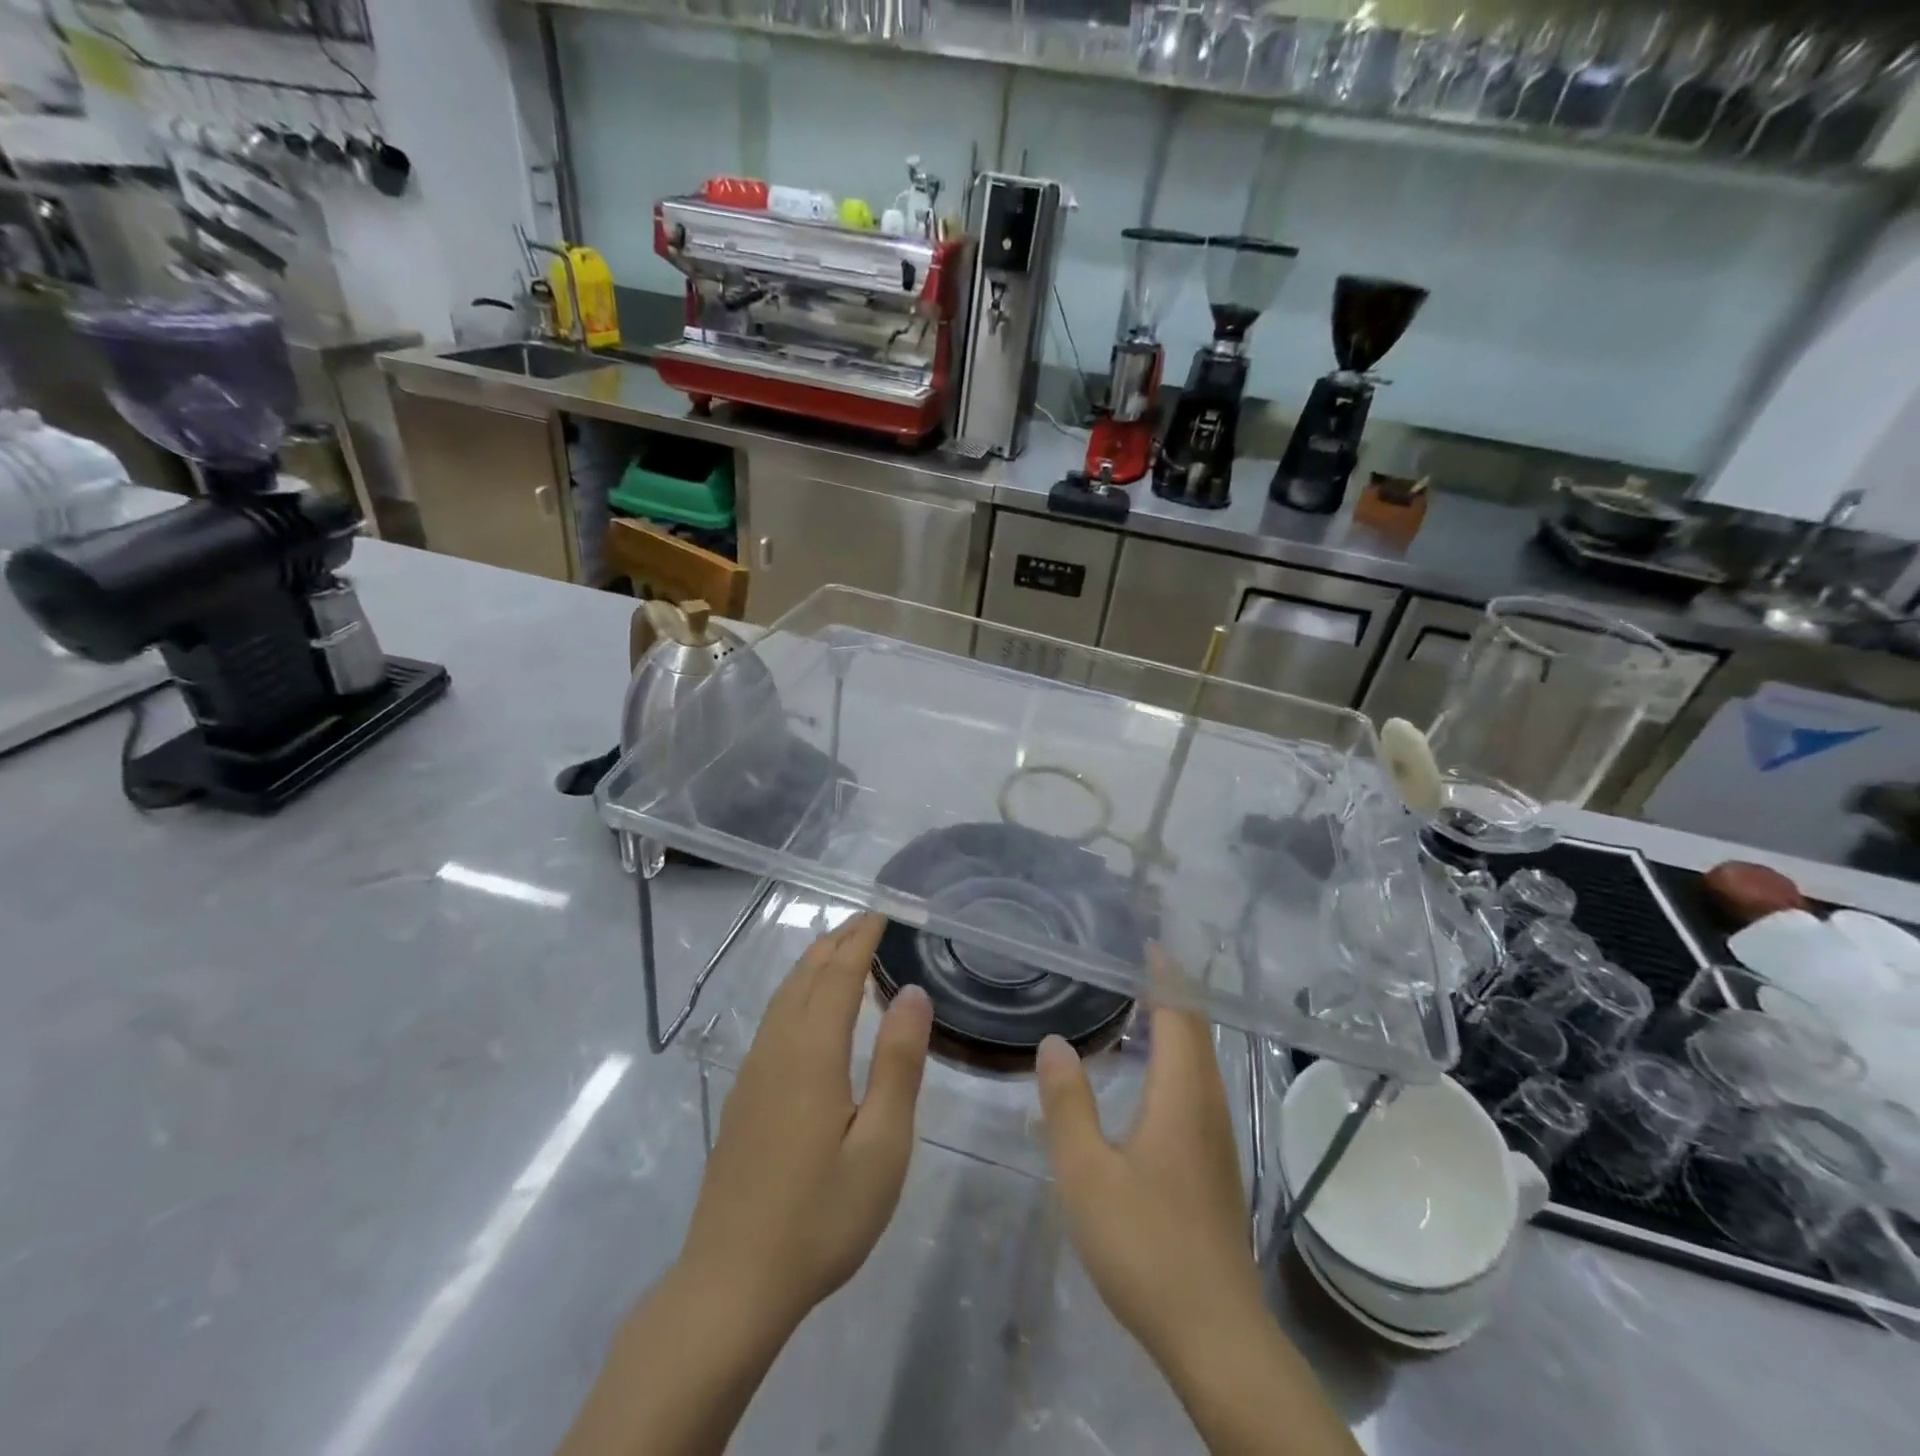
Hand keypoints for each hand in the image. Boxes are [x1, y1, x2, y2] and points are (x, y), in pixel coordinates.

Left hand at [679, 912, 932, 1333]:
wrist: (731, 1284)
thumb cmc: (821, 1217)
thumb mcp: (882, 1145)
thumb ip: (898, 1063)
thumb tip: (911, 992)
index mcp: (812, 1052)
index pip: (839, 974)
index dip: (862, 939)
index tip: (884, 913)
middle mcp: (777, 1048)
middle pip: (806, 976)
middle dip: (837, 941)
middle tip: (868, 921)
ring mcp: (753, 1072)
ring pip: (784, 995)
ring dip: (814, 963)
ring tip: (841, 948)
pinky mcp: (743, 1095)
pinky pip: (773, 1019)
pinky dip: (798, 992)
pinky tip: (809, 1008)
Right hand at [1035, 954, 1265, 1370]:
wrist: (1215, 1333)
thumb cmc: (1145, 1245)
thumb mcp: (1086, 1173)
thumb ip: (1068, 1103)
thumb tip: (1055, 1042)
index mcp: (1181, 1096)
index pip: (1180, 1015)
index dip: (1165, 976)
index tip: (1147, 944)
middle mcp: (1209, 1106)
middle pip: (1197, 1032)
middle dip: (1172, 993)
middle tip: (1136, 966)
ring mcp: (1218, 1138)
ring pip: (1202, 1061)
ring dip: (1178, 1026)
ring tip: (1140, 1008)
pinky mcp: (1216, 1164)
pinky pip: (1200, 1086)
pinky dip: (1179, 1058)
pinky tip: (1151, 1077)